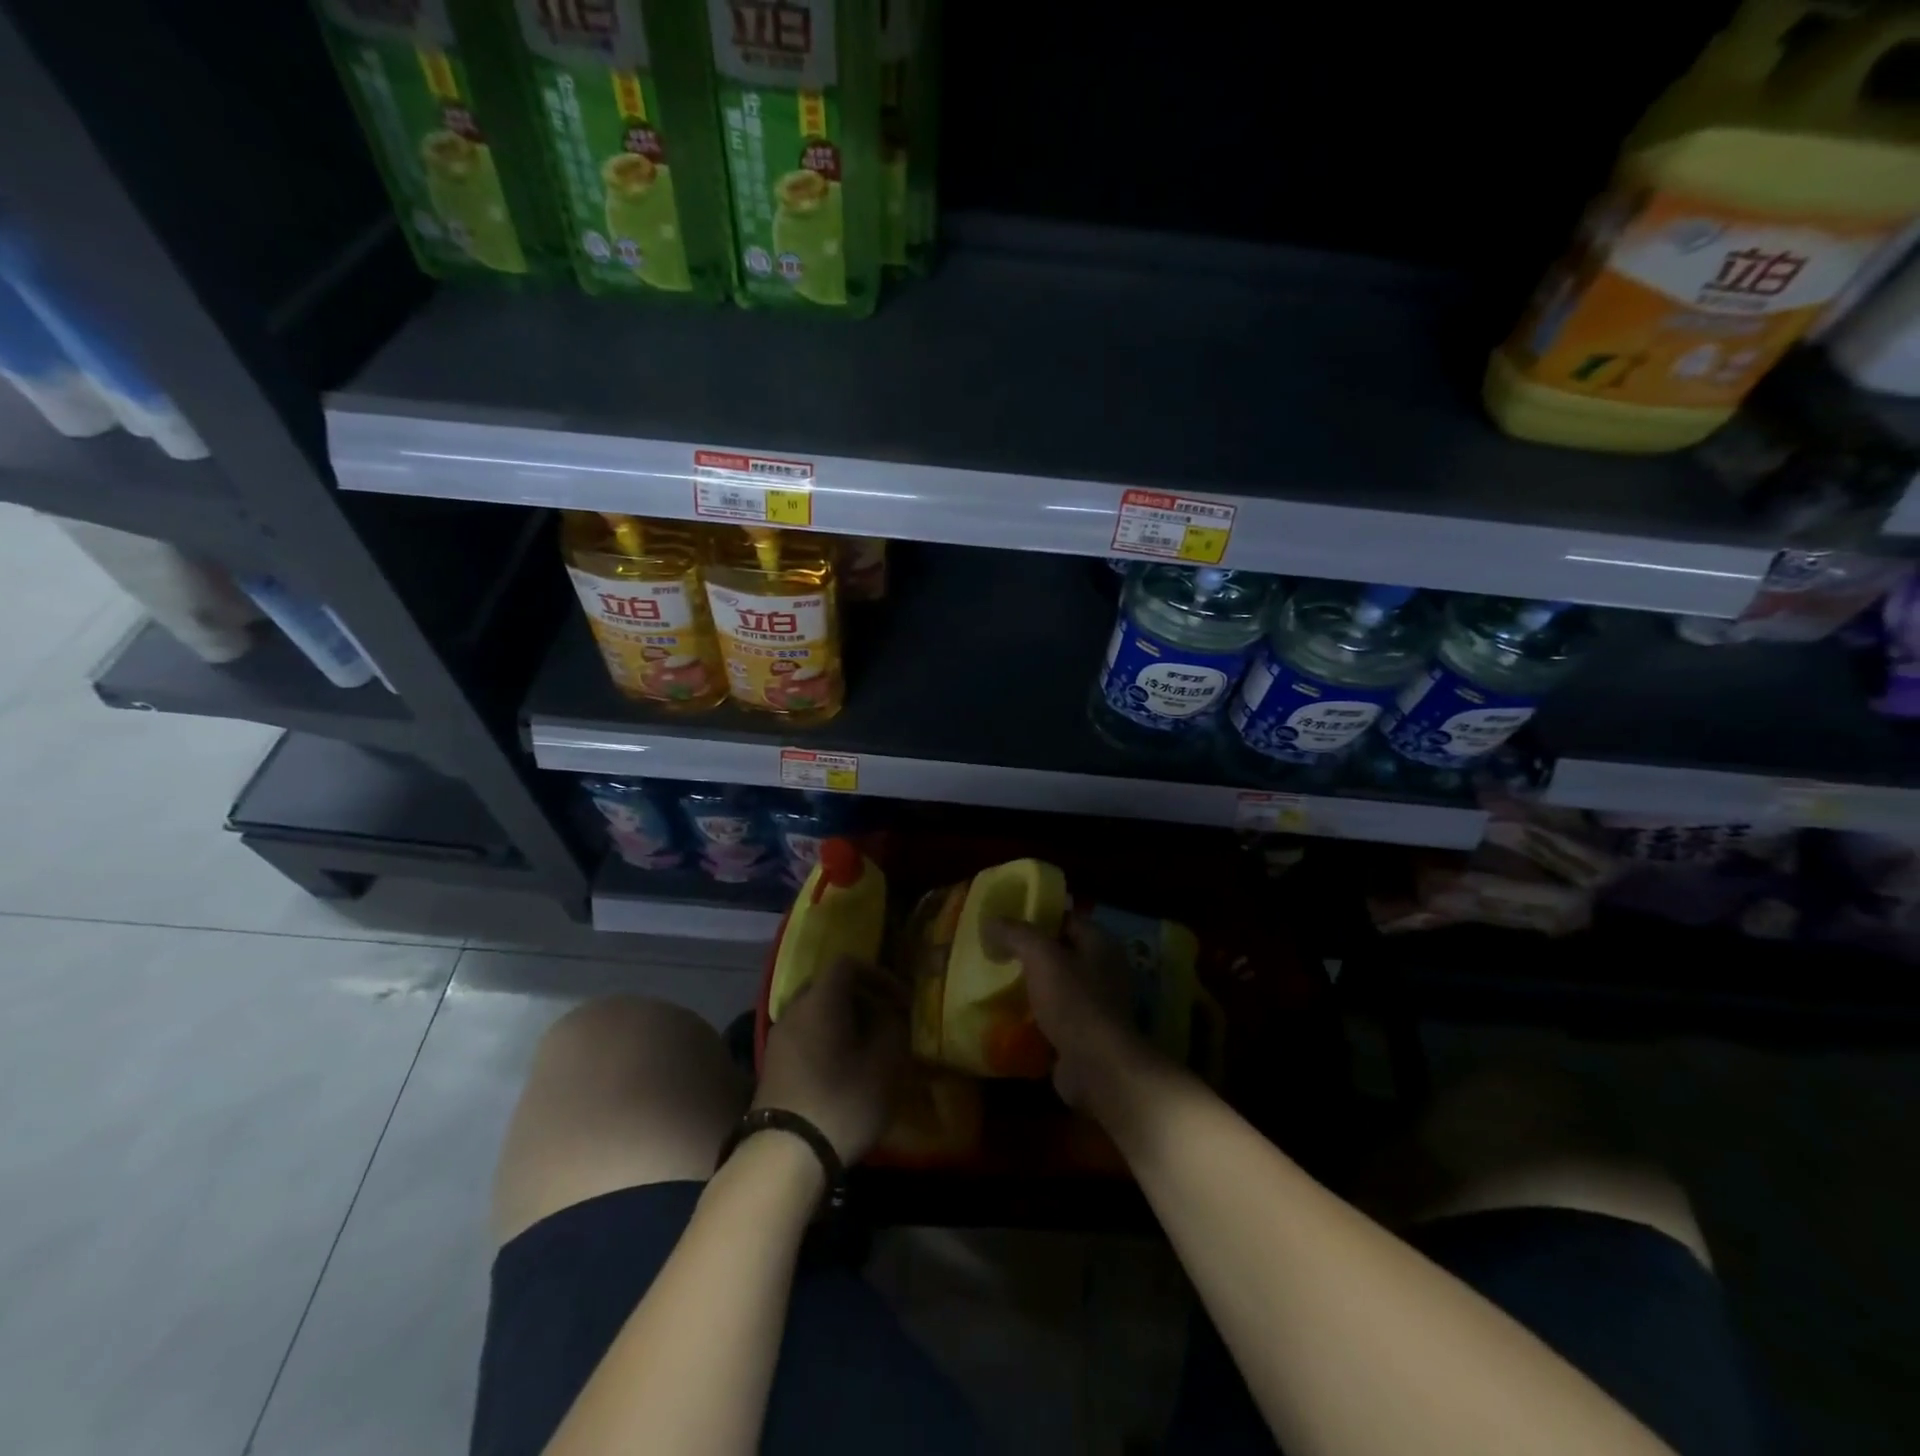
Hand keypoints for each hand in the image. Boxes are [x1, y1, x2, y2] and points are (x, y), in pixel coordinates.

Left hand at [756, 956, 909, 1162]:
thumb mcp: (885, 1063)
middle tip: (885, 1021)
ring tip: (867, 1049)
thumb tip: (888, 1014)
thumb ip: (892, 1027)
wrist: (784, 1156)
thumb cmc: (842, 1101)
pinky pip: (804, 1036)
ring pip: (815, 1013)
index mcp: (821, 1000)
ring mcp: (779, 1038)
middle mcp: (794, 1010)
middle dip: (860, 998)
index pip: (848, 964)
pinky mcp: (772, 1065)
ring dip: (843, 1022)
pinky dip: (826, 1040)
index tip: (900, 1001)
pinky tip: (842, 1070)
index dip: (878, 975)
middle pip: (829, 986)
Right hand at [982, 916, 1155, 1115]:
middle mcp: (1104, 969)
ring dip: (1032, 985)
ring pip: (1057, 985)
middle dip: (1030, 953)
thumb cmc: (1074, 1002)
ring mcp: (1098, 1004)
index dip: (1036, 916)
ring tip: (998, 982)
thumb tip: (990, 921)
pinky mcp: (1086, 1033)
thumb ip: (1015, 934)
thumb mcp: (1040, 956)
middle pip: (1061, 952)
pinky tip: (1010, 1014)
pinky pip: (1056, 1015)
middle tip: (997, 952)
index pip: (1065, 918)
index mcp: (1101, 943)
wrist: (1098, 1067)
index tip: (1005, 922)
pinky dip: (1036, 1014)